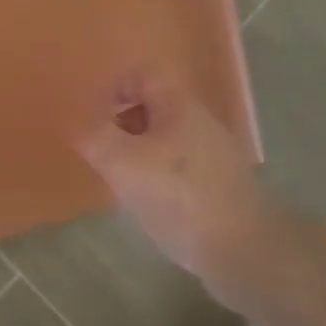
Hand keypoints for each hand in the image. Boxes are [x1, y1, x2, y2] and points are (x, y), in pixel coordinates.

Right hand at [77, 72, 264, 297]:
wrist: (244, 250)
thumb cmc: (179, 196)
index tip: (94, 117)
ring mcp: (215, 156)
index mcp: (179, 107)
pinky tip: (149, 205)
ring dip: (138, 154)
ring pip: (165, 140)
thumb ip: (96, 137)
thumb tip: (82, 124)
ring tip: (121, 182)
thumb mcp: (123, 163)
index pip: (144, 75)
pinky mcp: (220, 187)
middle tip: (103, 152)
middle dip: (122, 125)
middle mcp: (201, 123)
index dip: (115, 87)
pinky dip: (158, 178)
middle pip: (154, 108)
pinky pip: (179, 169)